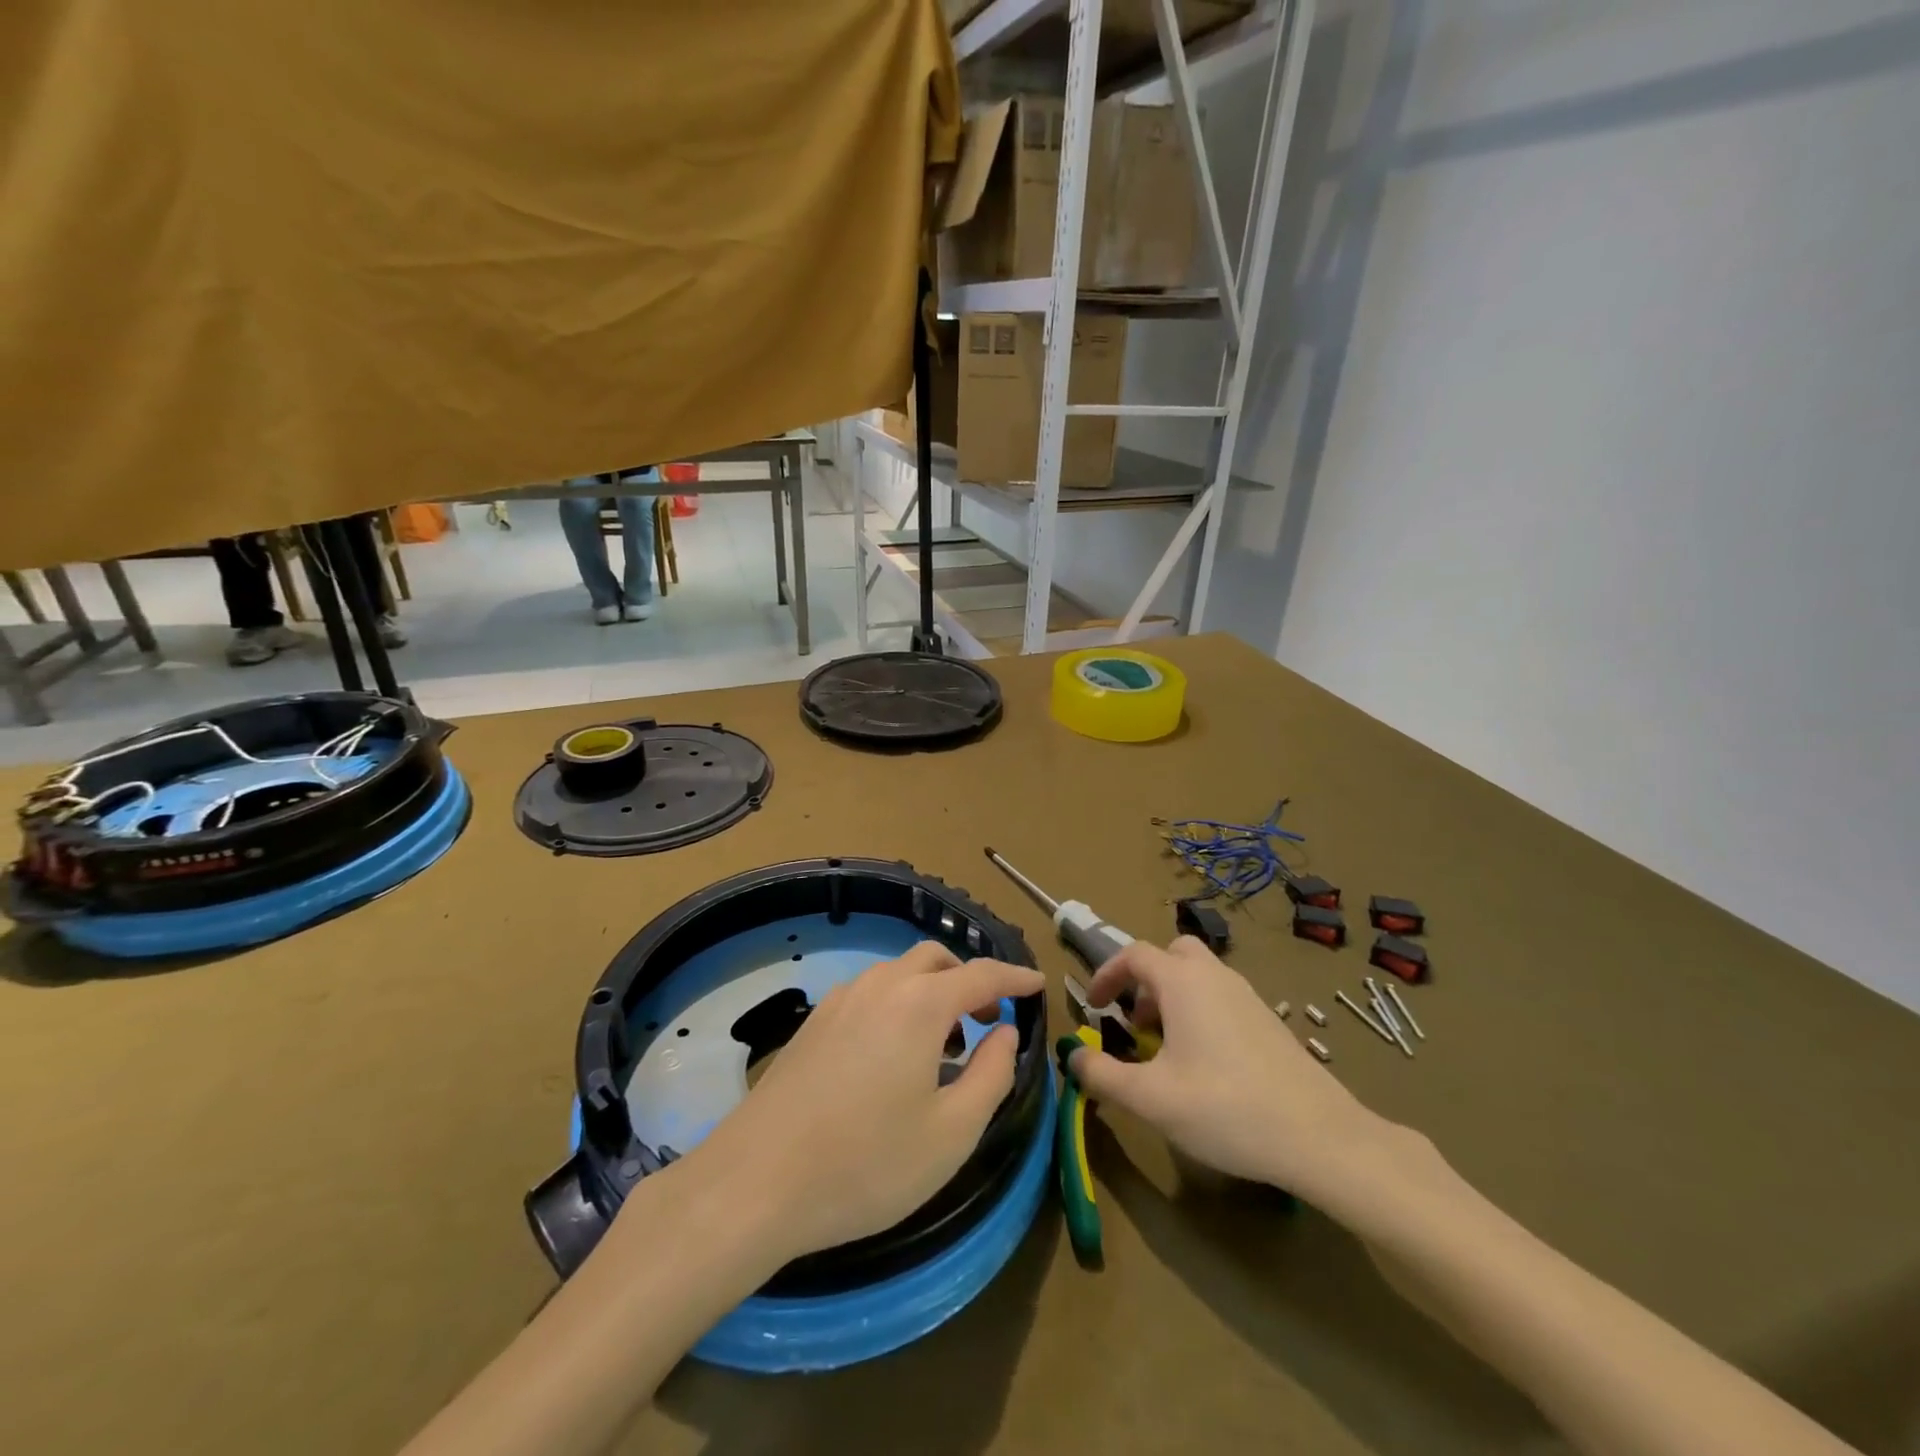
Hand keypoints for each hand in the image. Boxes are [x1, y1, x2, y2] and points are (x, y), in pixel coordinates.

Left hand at [684, 941, 1044, 1264]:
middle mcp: (881, 986)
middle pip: (936, 960)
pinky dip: (899, 1003)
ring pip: (899, 973)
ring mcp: (841, 1000)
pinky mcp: (814, 1022)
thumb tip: (1005, 1034)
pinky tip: (894, 1053)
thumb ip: (992, 1075)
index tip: (1038, 984)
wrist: (756, 1181)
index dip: (1014, 978)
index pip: (981, 975)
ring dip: (932, 991)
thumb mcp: (952, 1133)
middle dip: (970, 980)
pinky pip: (871, 992)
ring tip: (944, 1043)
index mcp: (921, 1004)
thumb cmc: (866, 1162)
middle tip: (988, 1022)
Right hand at [1065, 937, 1392, 1200]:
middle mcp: (1215, 976)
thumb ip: (1103, 1075)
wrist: (1320, 1136)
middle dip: (1145, 978)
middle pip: (1173, 953)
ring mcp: (1247, 996)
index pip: (1134, 954)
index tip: (1094, 1006)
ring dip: (1172, 996)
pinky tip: (1204, 1064)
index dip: (1107, 974)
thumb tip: (1073, 1056)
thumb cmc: (1225, 1108)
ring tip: (1164, 1047)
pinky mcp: (1268, 1021)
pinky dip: (1200, 1011)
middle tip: (1135, 1019)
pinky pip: (1222, 997)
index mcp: (1183, 982)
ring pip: (1200, 975)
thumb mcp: (1151, 1098)